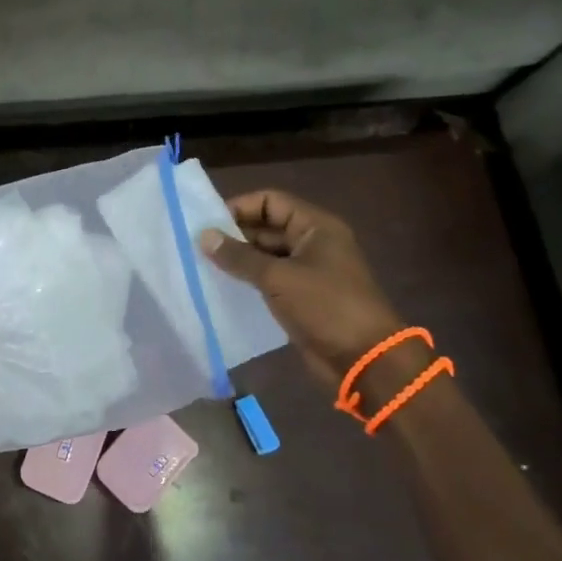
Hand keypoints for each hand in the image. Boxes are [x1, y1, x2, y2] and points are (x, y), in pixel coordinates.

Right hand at [199, 189, 401, 390]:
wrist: (364, 359)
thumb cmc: (325, 306)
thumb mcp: (278, 277)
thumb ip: (239, 256)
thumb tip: (204, 235)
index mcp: (316, 226)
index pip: (271, 201)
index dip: (240, 207)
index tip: (207, 222)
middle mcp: (313, 243)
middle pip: (268, 227)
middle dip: (235, 234)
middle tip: (198, 245)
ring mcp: (309, 271)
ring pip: (267, 255)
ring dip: (239, 259)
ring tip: (203, 265)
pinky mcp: (303, 297)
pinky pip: (271, 280)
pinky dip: (249, 280)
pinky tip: (222, 287)